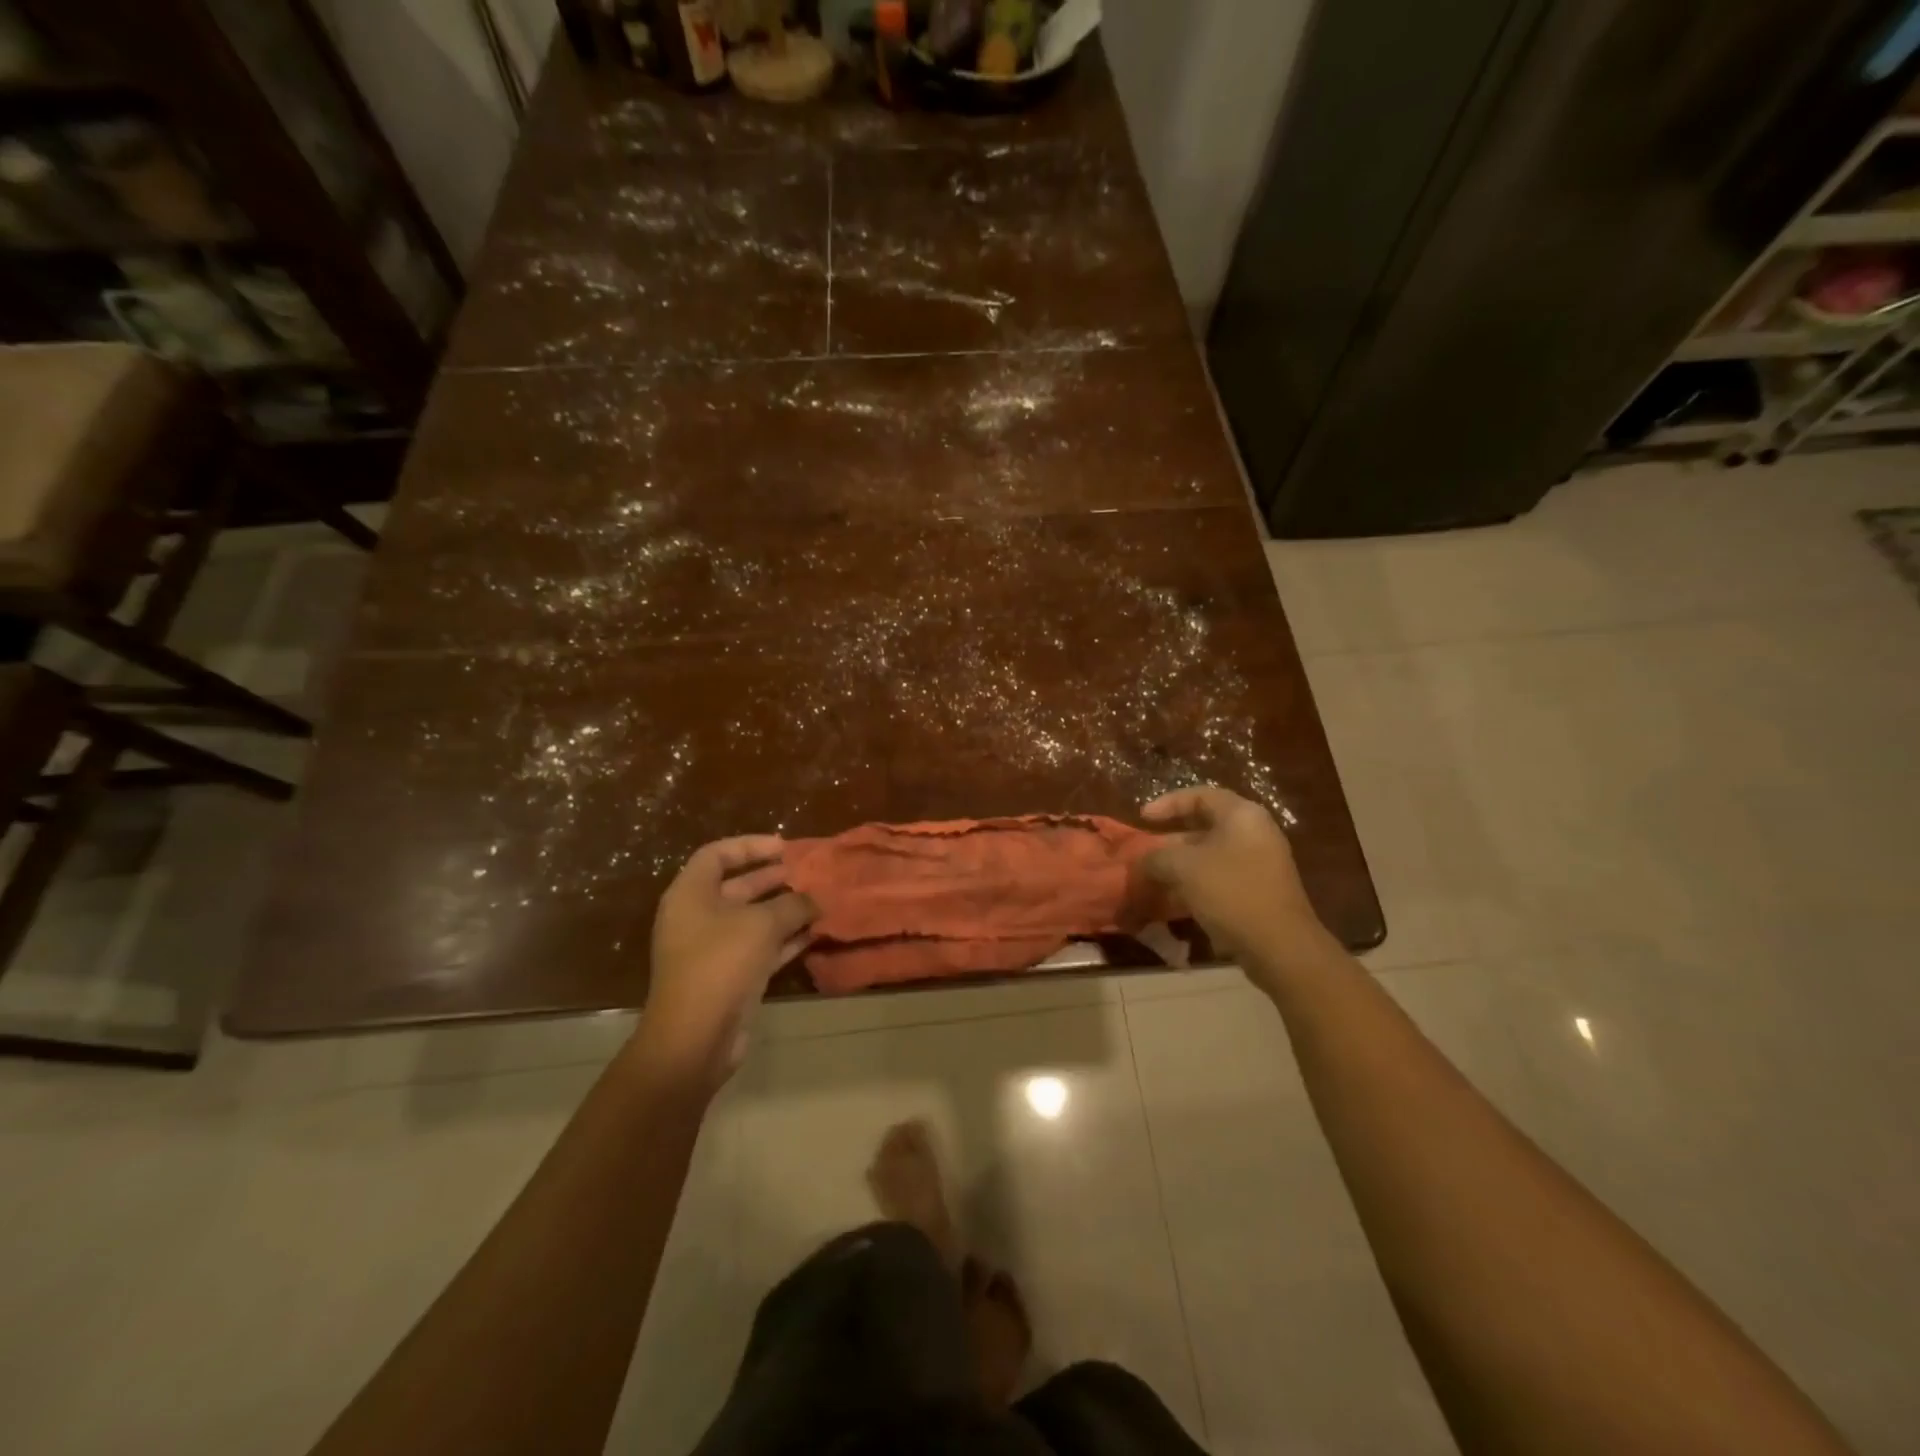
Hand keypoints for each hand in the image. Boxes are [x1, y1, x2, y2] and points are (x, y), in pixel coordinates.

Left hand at [639, 836, 816, 1089]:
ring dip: (784, 910)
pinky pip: (759, 948)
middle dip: (772, 878)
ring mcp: (711, 950)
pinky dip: (784, 940)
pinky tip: (814, 934)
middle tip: (807, 873)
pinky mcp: (728, 977)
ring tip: (818, 901)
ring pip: (751, 919)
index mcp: (691, 894)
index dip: (750, 846)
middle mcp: (697, 917)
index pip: (717, 855)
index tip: (784, 847)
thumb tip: (814, 899)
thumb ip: (792, 904)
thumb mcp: (763, 924)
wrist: (695, 1037)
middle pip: (737, 886)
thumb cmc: (722, 963)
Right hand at [1140, 787, 1321, 967]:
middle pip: (1205, 825)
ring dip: (1181, 864)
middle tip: (1146, 852)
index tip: (1142, 818)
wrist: (1279, 946)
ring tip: (1155, 877)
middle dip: (1171, 839)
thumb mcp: (1183, 868)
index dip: (1167, 803)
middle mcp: (1255, 833)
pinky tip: (1176, 899)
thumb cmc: (1231, 892)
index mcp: (1242, 815)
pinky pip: (1221, 876)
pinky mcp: (1260, 890)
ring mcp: (1261, 863)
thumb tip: (1142, 862)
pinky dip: (1197, 882)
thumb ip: (1156, 857)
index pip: (1200, 795)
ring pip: (1211, 854)